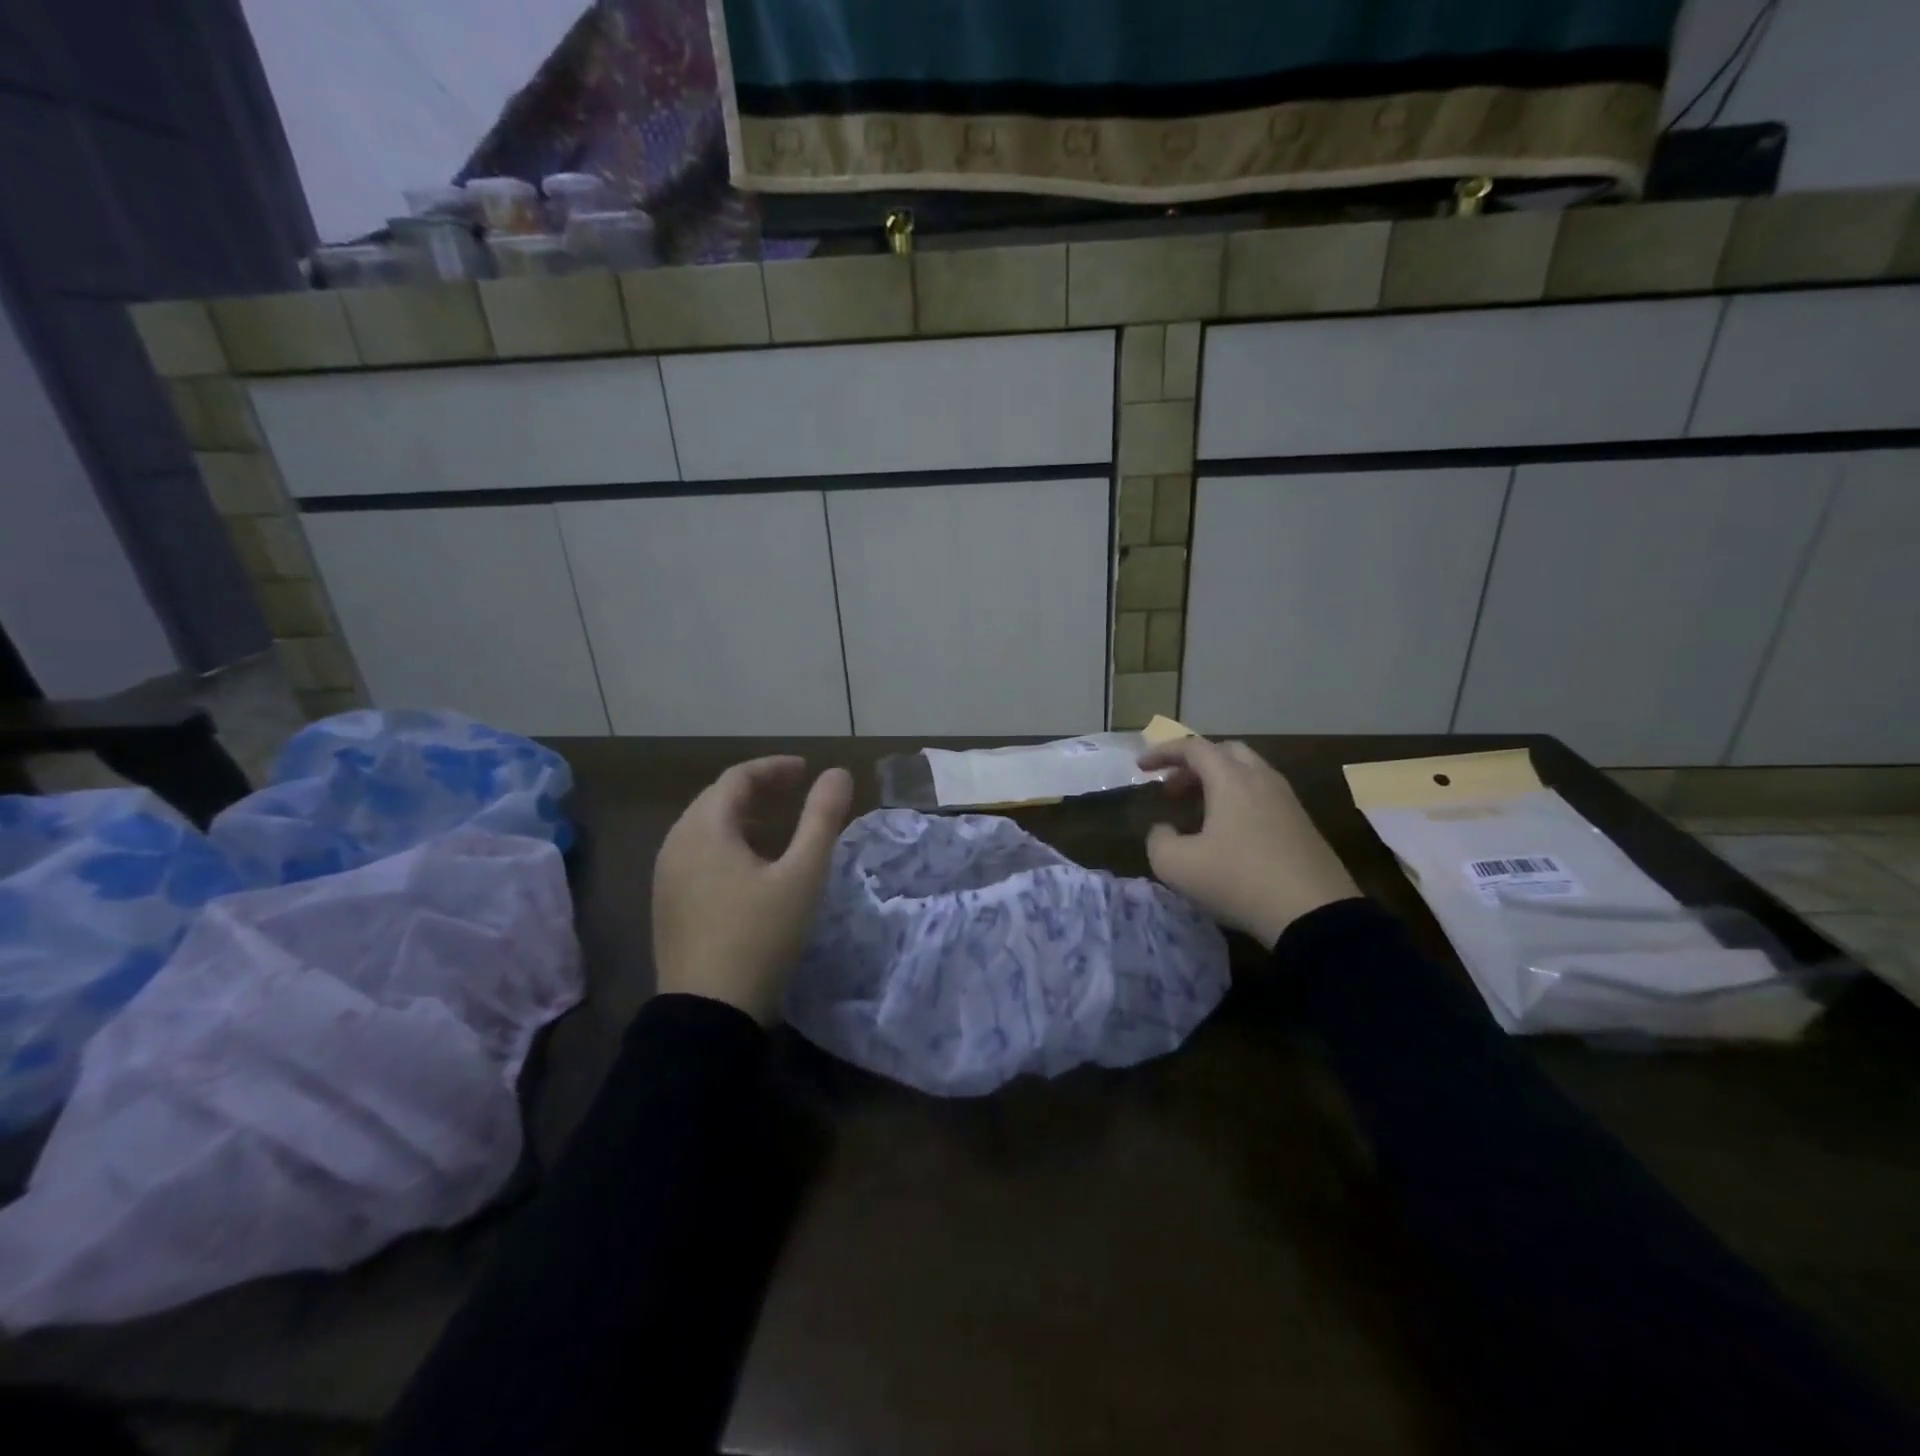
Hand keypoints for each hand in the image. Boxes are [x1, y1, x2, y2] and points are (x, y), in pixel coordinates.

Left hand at [652, 756, 854, 1023]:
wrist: (708, 1013)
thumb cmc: (760, 936)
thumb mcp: (802, 875)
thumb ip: (822, 818)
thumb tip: (837, 774)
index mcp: (704, 829)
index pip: (737, 778)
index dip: (774, 768)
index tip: (806, 771)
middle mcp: (676, 843)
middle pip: (717, 799)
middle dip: (758, 788)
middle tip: (794, 791)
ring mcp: (666, 876)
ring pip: (705, 828)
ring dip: (742, 816)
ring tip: (777, 826)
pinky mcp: (667, 904)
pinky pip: (697, 854)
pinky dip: (727, 843)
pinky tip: (750, 867)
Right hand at [1138, 737, 1359, 948]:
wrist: (1315, 915)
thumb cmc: (1238, 880)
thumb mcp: (1177, 866)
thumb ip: (1158, 840)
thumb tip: (1164, 830)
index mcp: (1231, 779)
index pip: (1193, 748)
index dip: (1163, 752)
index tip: (1141, 767)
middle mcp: (1262, 780)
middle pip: (1226, 752)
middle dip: (1194, 764)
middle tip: (1172, 788)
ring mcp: (1288, 802)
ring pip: (1249, 774)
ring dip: (1218, 782)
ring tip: (1197, 810)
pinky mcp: (1304, 826)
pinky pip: (1265, 797)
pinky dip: (1239, 800)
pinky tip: (1229, 832)